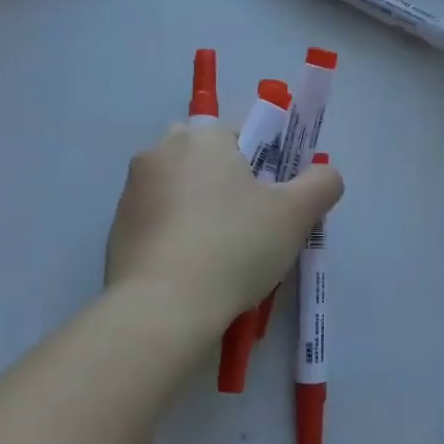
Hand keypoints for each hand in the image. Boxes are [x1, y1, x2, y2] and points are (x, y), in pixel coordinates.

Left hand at [105, 123, 344, 327]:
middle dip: (230, 187)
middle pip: (209, 161)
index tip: (274, 203)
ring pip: (183, 191)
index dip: (266, 166)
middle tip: (252, 228)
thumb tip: (326, 174)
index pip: (243, 135)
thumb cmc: (234, 246)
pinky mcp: (117, 227)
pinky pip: (160, 222)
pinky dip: (177, 237)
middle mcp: (161, 150)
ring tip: (224, 259)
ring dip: (203, 212)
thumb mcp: (296, 214)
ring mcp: (133, 190)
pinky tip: (194, 272)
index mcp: (202, 136)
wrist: (162, 308)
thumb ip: (322, 183)